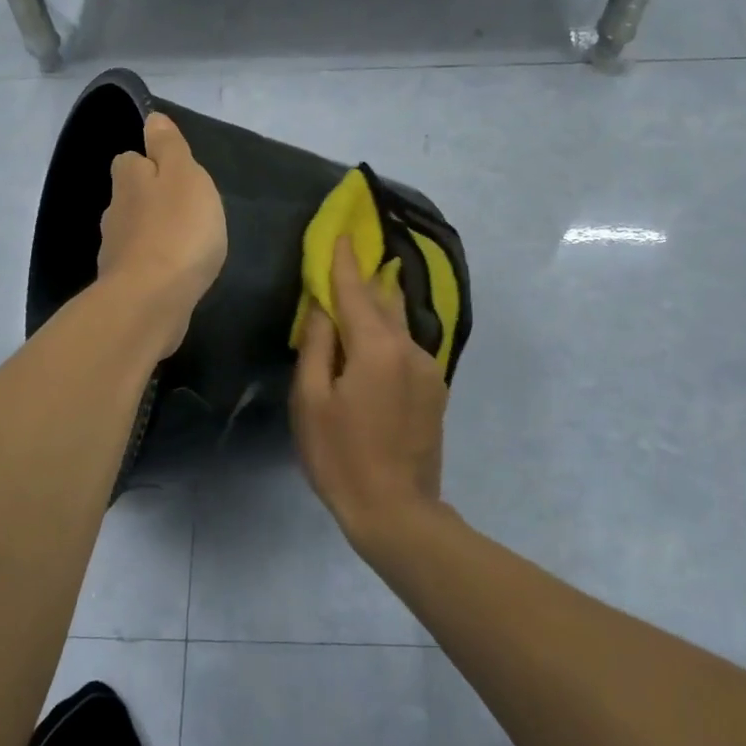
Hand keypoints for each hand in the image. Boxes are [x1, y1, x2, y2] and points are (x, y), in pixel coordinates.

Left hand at [97, 113, 227, 357]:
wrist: (151, 301)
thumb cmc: (177, 231)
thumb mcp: (185, 176)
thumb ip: (169, 147)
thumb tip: (151, 118)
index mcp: (129, 180)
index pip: (129, 160)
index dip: (149, 163)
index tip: (174, 174)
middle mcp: (114, 212)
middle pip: (130, 197)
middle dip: (151, 200)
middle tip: (185, 210)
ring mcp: (115, 251)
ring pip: (133, 232)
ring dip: (153, 234)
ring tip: (184, 244)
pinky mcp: (123, 285)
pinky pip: (140, 265)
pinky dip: (153, 265)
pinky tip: (174, 273)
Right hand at [292, 236, 449, 551]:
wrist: (396, 511)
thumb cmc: (340, 456)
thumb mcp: (311, 401)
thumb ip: (317, 346)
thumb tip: (323, 307)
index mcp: (376, 347)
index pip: (357, 290)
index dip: (344, 262)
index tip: (340, 234)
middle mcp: (409, 348)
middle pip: (384, 301)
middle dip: (366, 277)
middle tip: (353, 255)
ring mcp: (428, 369)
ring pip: (399, 324)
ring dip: (380, 304)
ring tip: (367, 286)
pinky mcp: (435, 390)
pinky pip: (407, 347)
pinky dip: (389, 332)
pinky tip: (378, 336)